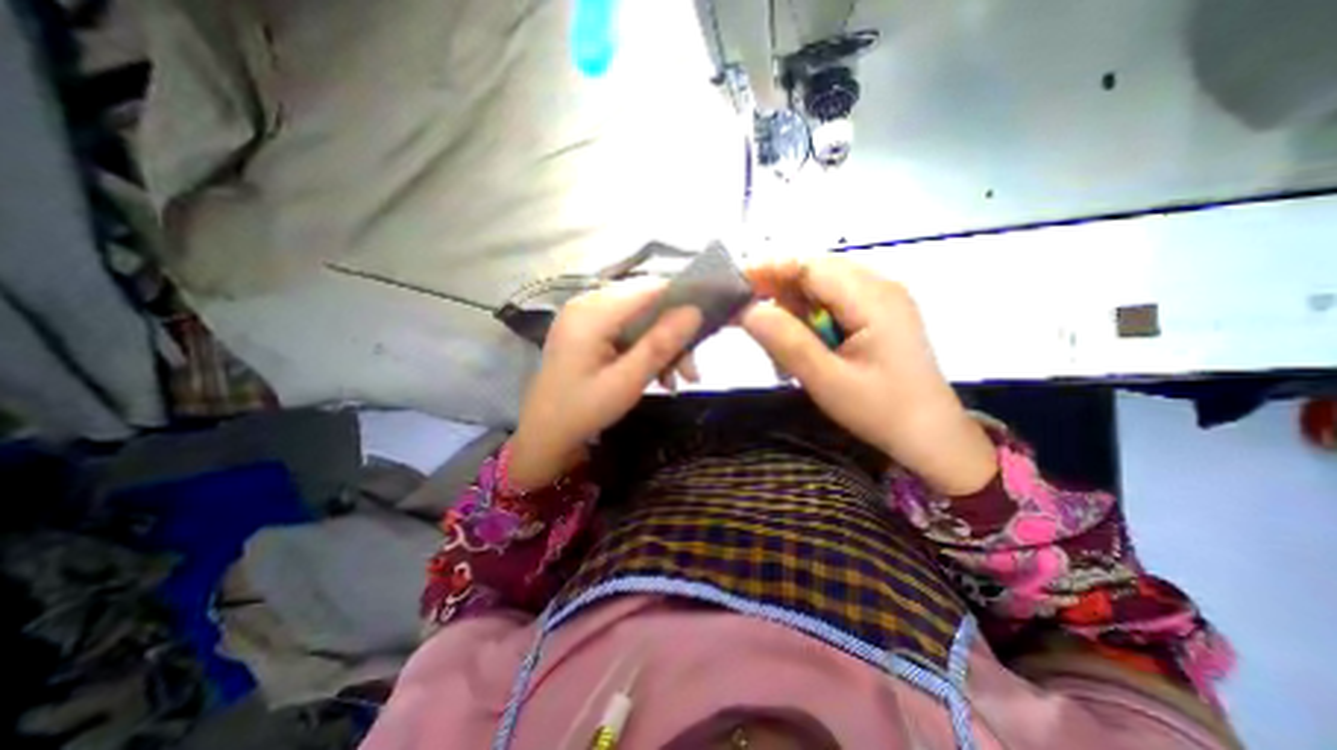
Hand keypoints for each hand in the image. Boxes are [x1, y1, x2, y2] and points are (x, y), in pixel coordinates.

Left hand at [507, 277, 702, 486]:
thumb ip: (659, 345)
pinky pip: (627, 329)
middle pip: (646, 304)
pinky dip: (646, 349)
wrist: (544, 435)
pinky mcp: (588, 330)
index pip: (649, 288)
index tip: (706, 329)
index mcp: (591, 313)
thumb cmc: (582, 411)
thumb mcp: (626, 382)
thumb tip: (694, 312)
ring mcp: (586, 316)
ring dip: (663, 345)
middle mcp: (587, 304)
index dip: (682, 301)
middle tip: (691, 371)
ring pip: (641, 318)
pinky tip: (658, 376)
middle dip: (674, 334)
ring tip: (677, 380)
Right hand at [743, 255, 991, 495]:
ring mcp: (881, 298)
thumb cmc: (881, 411)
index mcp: (873, 298)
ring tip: (779, 344)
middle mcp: (879, 286)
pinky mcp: (877, 312)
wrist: (930, 436)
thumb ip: (787, 342)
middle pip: (814, 271)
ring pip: (820, 285)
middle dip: (777, 289)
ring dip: (792, 306)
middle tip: (748, 319)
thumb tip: (746, 310)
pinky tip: (803, 344)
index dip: (769, 269)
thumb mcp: (827, 381)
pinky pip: (832, 301)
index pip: (810, 265)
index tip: (734, 287)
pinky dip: (808, 317)